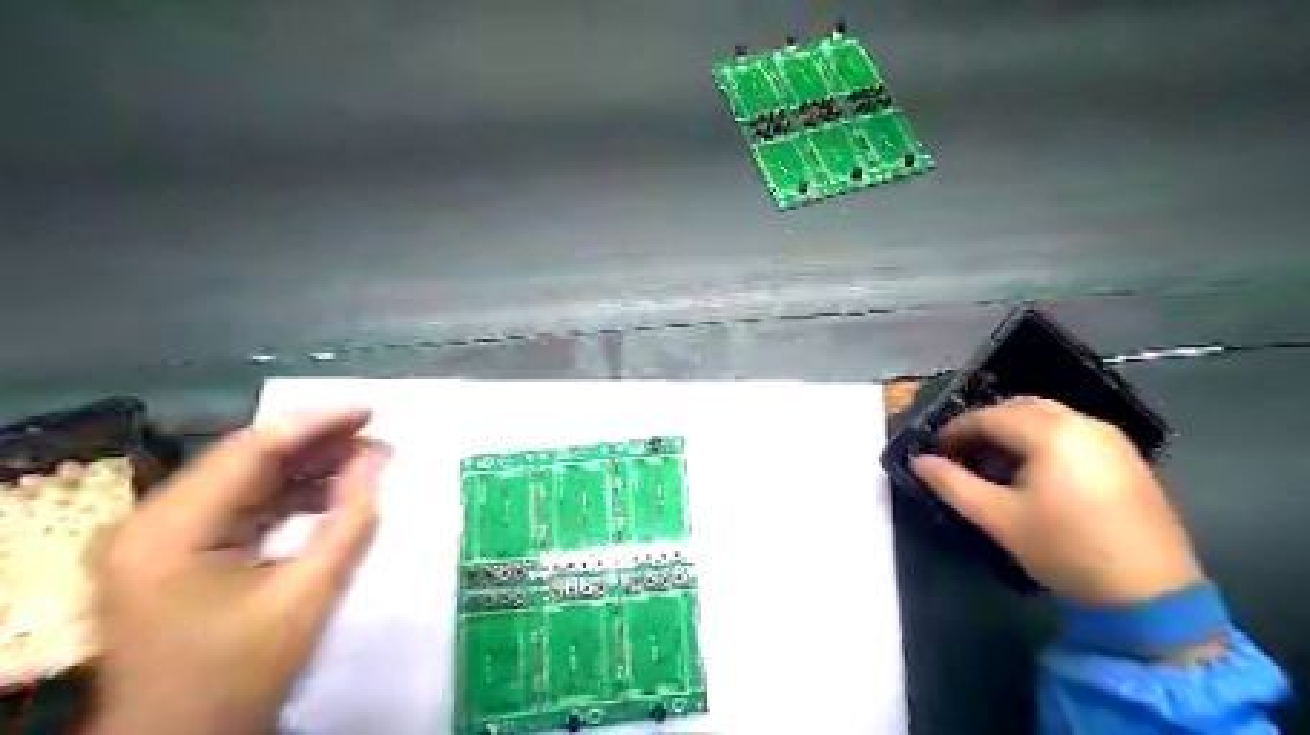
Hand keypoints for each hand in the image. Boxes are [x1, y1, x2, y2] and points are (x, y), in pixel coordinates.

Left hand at [84, 409, 383, 734]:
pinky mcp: (172, 551)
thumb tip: (378, 459)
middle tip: (377, 436)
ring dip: (307, 469)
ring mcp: (156, 537)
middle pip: (245, 461)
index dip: (315, 424)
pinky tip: (332, 492)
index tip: (370, 411)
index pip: (249, 451)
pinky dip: (289, 497)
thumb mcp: (308, 595)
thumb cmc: (240, 676)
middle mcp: (150, 523)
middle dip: (317, 446)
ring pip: (244, 480)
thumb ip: (350, 520)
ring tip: (367, 460)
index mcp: (168, 533)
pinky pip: (239, 506)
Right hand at [914, 398, 1193, 606]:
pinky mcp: (1127, 459)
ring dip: (1014, 431)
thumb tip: (919, 461)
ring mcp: (1111, 439)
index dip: (956, 430)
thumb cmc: (1065, 549)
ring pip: (1049, 417)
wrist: (1150, 596)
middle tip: (961, 452)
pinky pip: (1073, 433)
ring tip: (993, 463)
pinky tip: (1034, 472)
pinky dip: (1043, 440)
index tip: (935, 450)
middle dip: (986, 425)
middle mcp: (1084, 423)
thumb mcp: (998, 518)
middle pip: (1020, 408)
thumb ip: (952, 484)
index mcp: (1052, 432)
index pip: (990, 416)